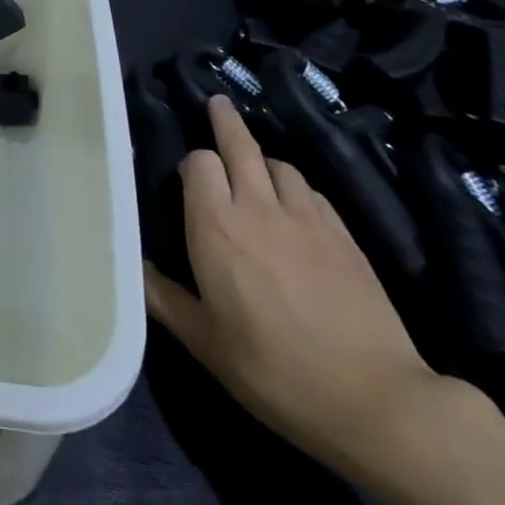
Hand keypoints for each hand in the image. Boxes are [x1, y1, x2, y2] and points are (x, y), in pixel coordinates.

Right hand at [143, 95, 458, 476]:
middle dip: (225, 121)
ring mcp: (307, 218)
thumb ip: (161, 296)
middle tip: (217, 104)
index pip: (198, 162)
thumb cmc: (274, 370)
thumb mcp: (203, 341)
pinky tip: (296, 206)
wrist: (375, 400)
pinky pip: (312, 192)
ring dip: (262, 160)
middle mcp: (258, 206)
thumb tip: (129, 265)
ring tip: (255, 166)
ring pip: (279, 164)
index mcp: (215, 224)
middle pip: (240, 145)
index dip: (191, 164)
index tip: (186, 176)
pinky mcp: (345, 235)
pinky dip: (296, 188)